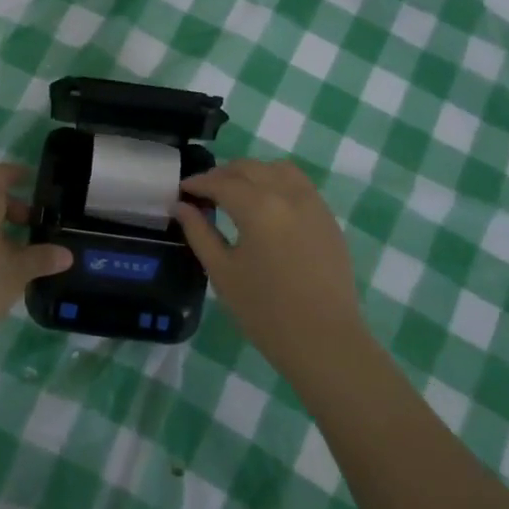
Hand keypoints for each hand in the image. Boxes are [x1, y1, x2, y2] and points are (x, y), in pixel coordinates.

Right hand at [177, 159, 364, 373]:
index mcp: (258, 207)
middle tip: (204, 192)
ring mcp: (312, 203)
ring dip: (252, 173)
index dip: (198, 183)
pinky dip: (277, 182)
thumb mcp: (222, 272)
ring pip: (277, 169)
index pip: (221, 182)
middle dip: (223, 174)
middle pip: (249, 168)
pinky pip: (299, 184)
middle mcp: (287, 194)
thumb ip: (199, 233)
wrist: (324, 340)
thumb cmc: (265, 311)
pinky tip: (267, 204)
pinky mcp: (327, 217)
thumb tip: (182, 206)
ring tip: (237, 192)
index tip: (182, 190)